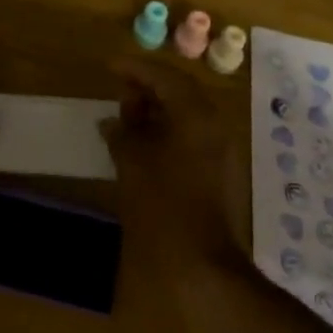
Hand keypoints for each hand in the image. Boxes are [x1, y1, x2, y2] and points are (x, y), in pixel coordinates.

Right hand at [100, 61, 246, 283]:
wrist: (204, 266)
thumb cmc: (164, 207)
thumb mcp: (133, 163)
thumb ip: (122, 133)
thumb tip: (113, 122)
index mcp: (196, 115)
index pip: (165, 76)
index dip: (136, 69)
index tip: (110, 66)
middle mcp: (214, 125)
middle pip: (180, 92)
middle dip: (147, 89)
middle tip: (118, 92)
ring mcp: (222, 151)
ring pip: (187, 116)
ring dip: (157, 112)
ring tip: (126, 118)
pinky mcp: (220, 174)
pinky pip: (192, 137)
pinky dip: (168, 132)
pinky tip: (144, 146)